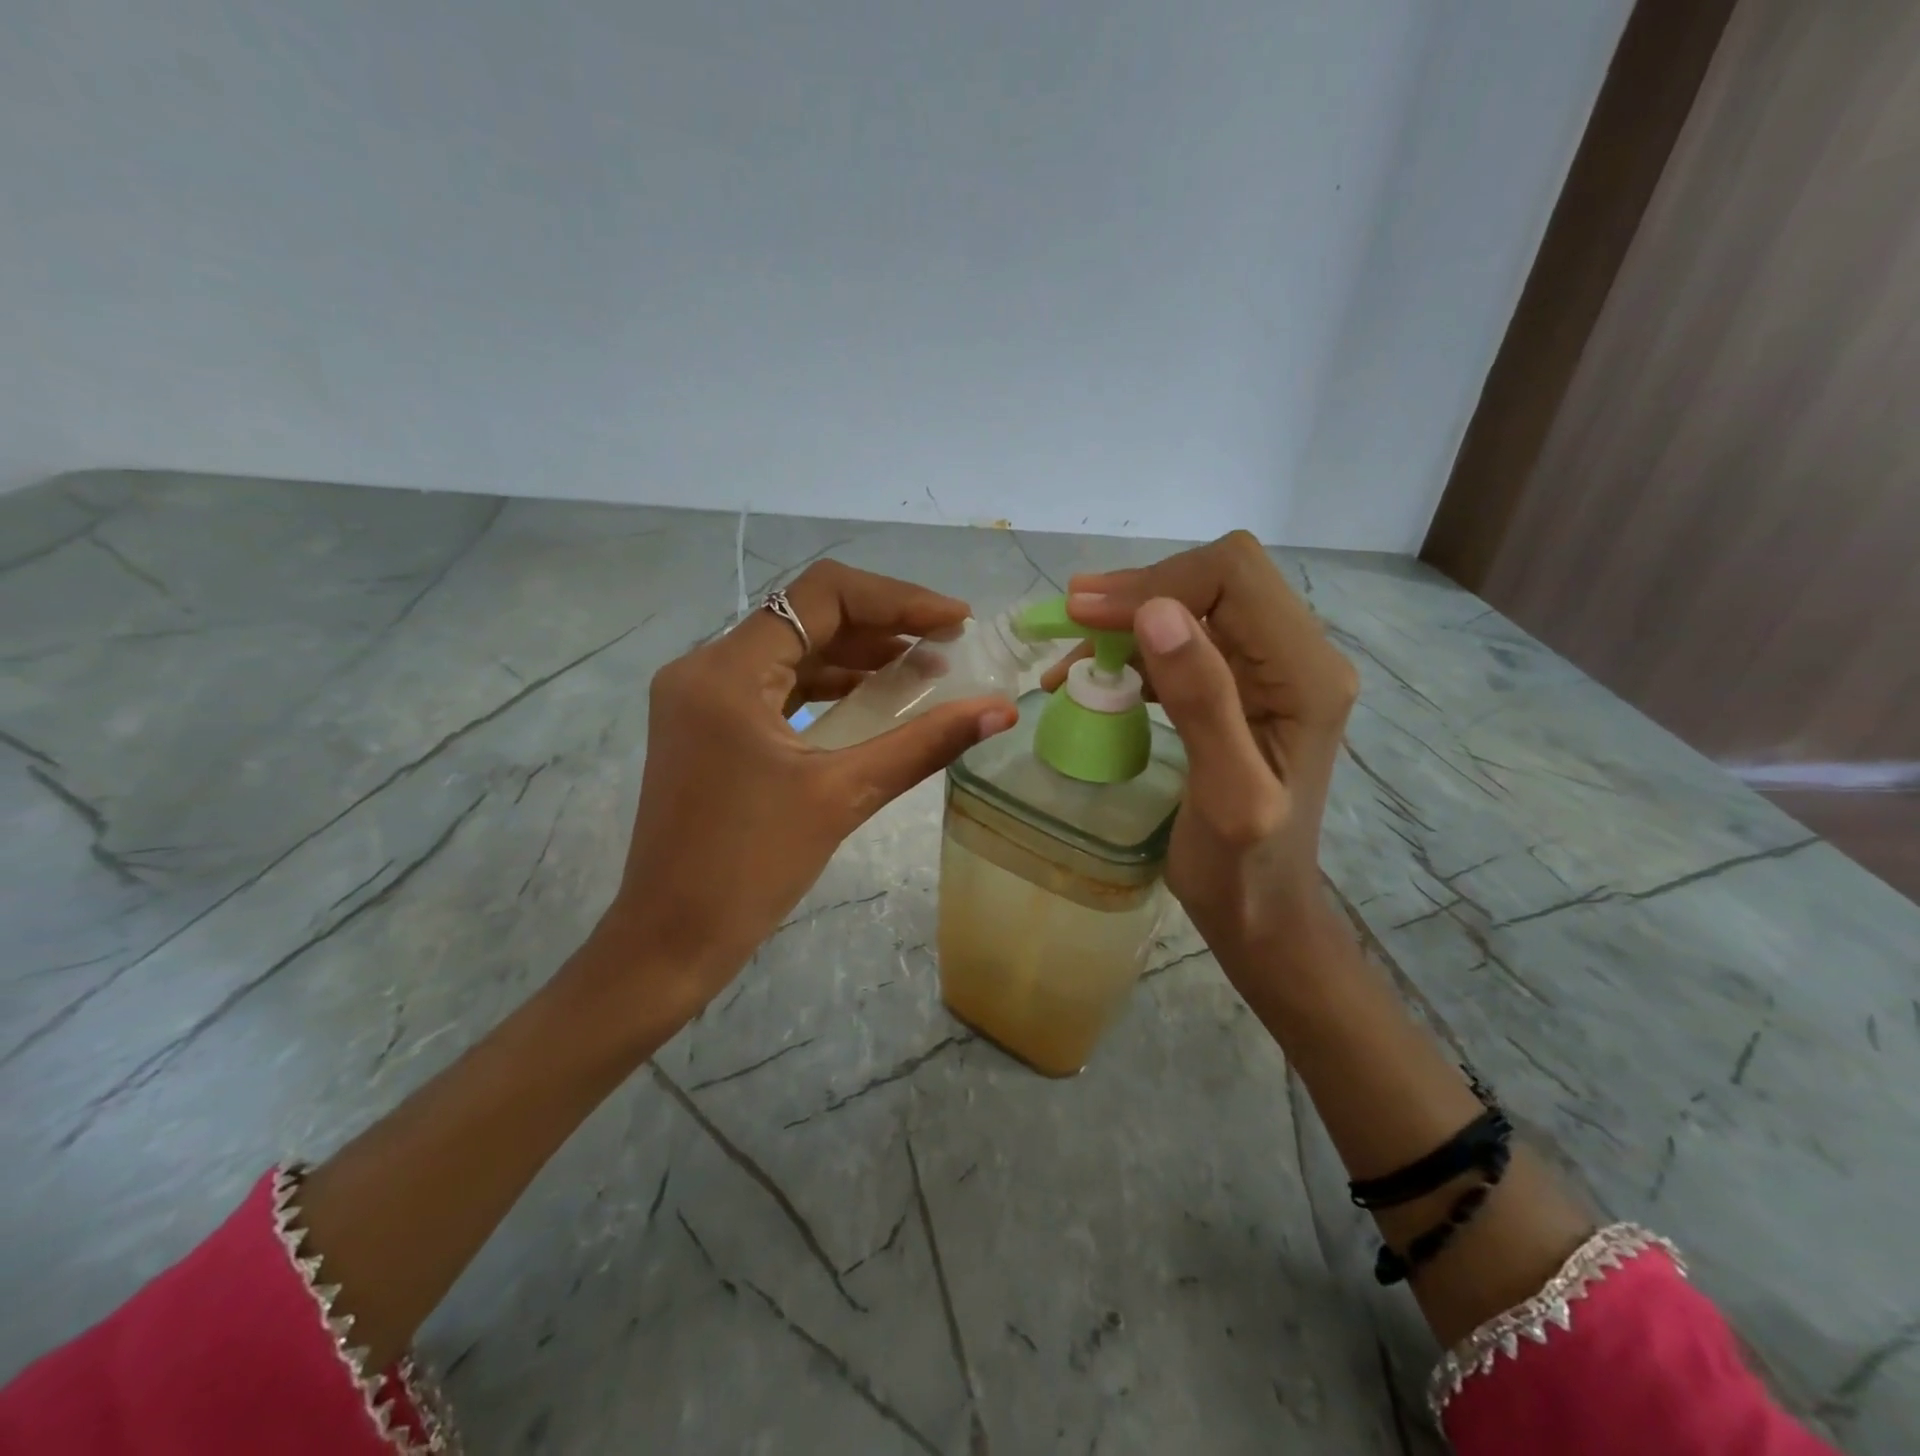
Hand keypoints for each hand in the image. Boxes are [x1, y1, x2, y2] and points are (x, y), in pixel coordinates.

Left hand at [588, 560, 1018, 1026]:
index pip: (820, 595)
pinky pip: (778, 688)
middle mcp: (705, 669)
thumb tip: (1001, 711)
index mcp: (726, 672)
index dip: (896, 598)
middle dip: (883, 625)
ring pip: (793, 651)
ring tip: (926, 670)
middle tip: (948, 645)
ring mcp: (702, 699)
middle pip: (806, 617)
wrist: (670, 940)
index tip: (953, 620)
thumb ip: (925, 744)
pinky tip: (877, 701)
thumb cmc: (749, 868)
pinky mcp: (710, 727)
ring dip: (859, 656)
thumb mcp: (843, 796)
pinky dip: (830, 688)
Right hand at [1052, 532, 1357, 998]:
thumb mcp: (1226, 793)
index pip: (1234, 577)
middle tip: (1069, 619)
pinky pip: (1187, 643)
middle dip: (1138, 593)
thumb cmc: (1244, 869)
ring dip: (1129, 620)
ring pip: (1196, 605)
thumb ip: (1201, 701)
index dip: (1156, 583)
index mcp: (1306, 674)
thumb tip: (1156, 613)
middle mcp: (1299, 656)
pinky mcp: (1244, 688)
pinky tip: (1093, 676)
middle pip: (1216, 579)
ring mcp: (1272, 671)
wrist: (1263, 913)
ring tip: (1071, 653)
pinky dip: (1134, 650)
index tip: (1085, 616)